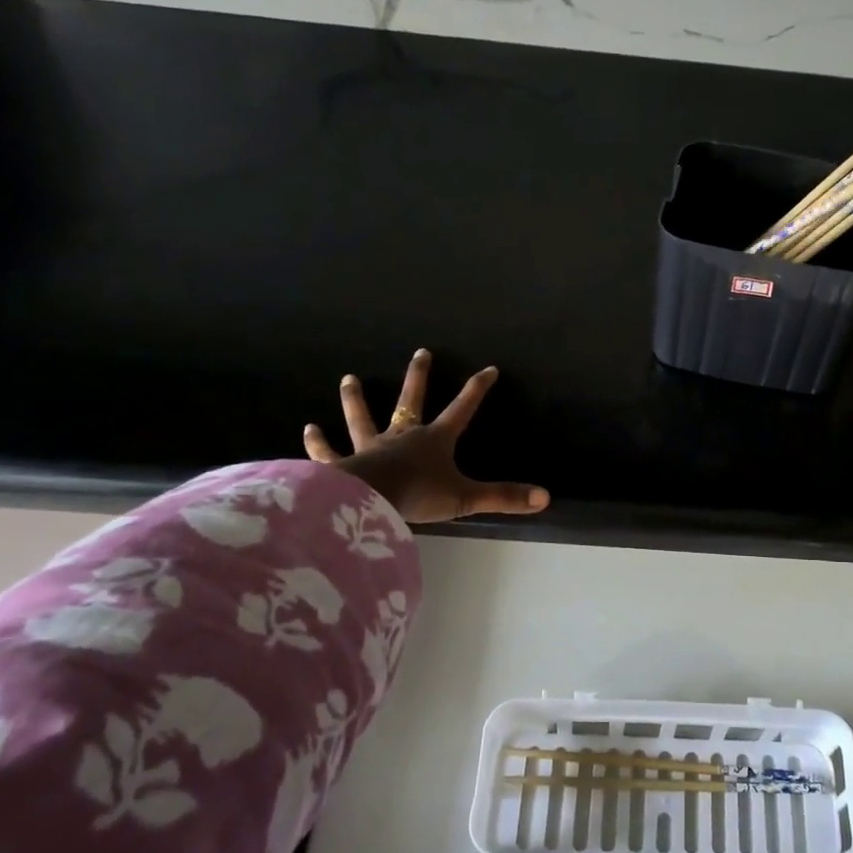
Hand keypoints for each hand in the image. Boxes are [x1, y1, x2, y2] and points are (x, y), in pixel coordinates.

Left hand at [303, 350, 549, 522]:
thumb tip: (545, 498)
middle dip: (418, 377)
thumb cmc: (418, 495)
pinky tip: (308, 430)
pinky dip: (318, 443)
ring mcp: (369, 448)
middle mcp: (402, 436)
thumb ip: (503, 497)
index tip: (489, 368)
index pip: (462, 409)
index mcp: (434, 440)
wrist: (368, 501)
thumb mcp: (466, 498)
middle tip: (421, 352)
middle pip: (411, 401)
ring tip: (348, 379)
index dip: (477, 389)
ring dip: (356, 399)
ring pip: (363, 418)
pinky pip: (329, 452)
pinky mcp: (342, 465)